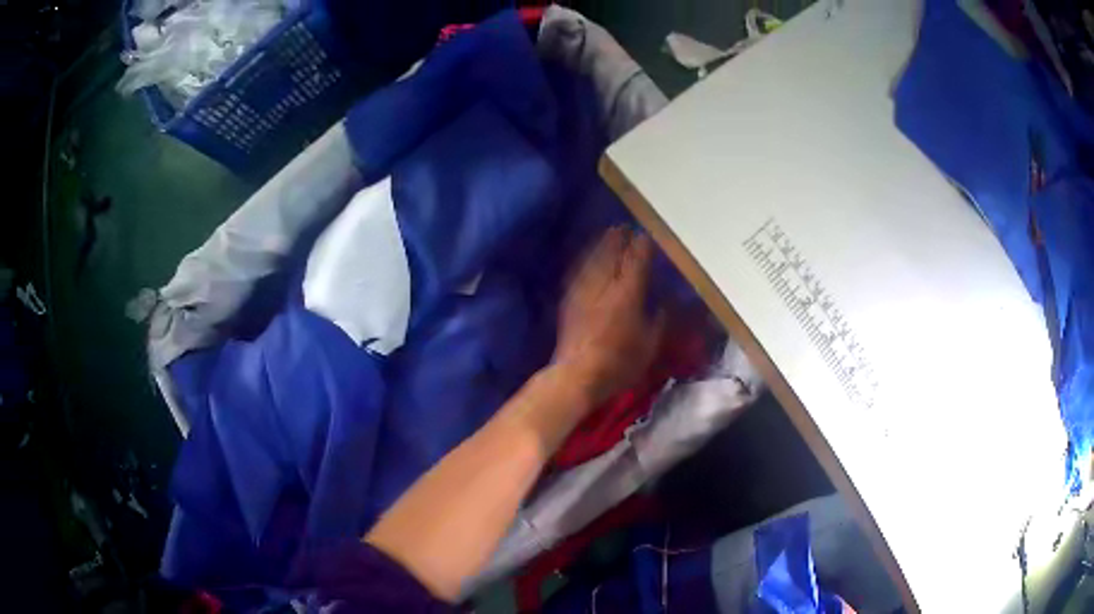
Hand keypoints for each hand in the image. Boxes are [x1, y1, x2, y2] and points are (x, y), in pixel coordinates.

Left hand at [552, 226, 665, 407]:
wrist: (576, 375)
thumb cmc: (619, 364)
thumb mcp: (649, 346)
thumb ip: (657, 322)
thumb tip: (662, 306)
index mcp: (628, 294)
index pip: (637, 261)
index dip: (642, 245)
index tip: (646, 234)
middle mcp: (604, 286)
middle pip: (611, 254)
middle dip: (618, 238)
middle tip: (624, 226)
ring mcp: (584, 292)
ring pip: (592, 260)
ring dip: (600, 245)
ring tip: (607, 235)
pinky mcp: (569, 301)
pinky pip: (578, 273)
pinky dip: (585, 261)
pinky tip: (587, 259)